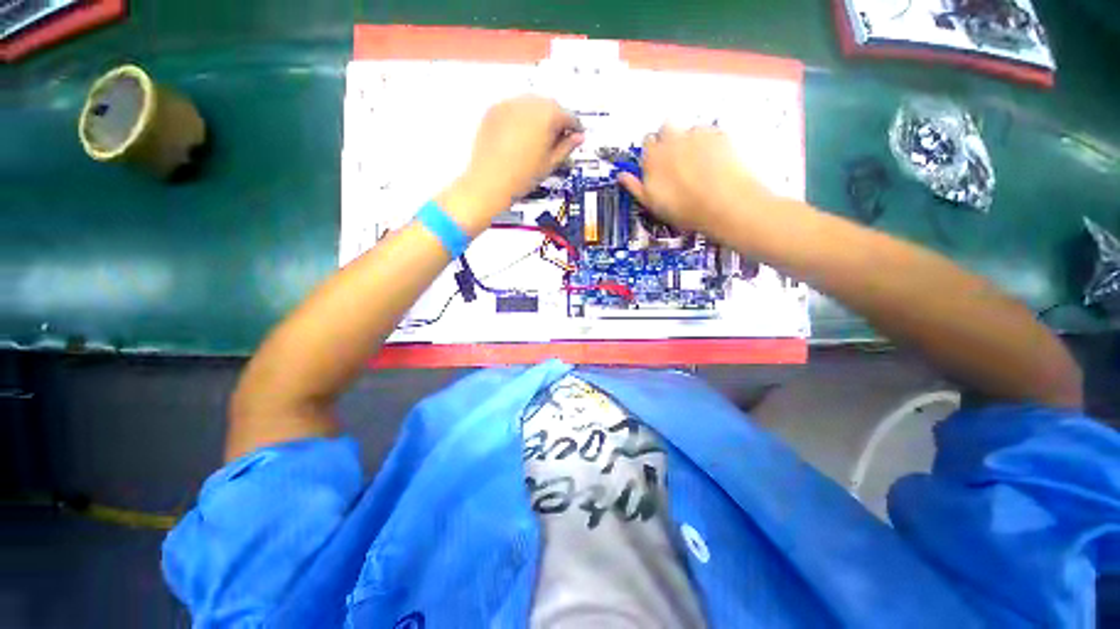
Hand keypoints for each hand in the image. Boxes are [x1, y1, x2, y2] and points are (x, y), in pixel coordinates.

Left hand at [441, 96, 583, 230]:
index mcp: (548, 115)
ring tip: (538, 139)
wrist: (489, 182)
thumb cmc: (522, 177)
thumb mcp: (550, 164)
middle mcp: (529, 103)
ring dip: (538, 117)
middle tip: (557, 139)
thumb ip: (566, 147)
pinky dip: (521, 118)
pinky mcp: (494, 110)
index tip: (576, 136)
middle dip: (556, 120)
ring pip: (531, 105)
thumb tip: (578, 138)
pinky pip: (514, 109)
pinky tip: (520, 137)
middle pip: (550, 106)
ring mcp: (509, 104)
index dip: (575, 128)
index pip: (569, 116)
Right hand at [619, 125, 777, 237]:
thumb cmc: (685, 207)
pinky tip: (713, 161)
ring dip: (690, 140)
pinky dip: (710, 142)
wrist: (723, 203)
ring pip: (688, 129)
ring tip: (698, 164)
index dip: (652, 153)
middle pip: (666, 128)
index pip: (646, 143)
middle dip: (669, 139)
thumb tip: (622, 177)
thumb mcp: (652, 203)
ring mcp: (695, 134)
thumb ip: (635, 186)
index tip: (657, 164)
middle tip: (677, 161)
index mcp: (652, 157)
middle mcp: (671, 140)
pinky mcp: (717, 133)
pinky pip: (710, 132)